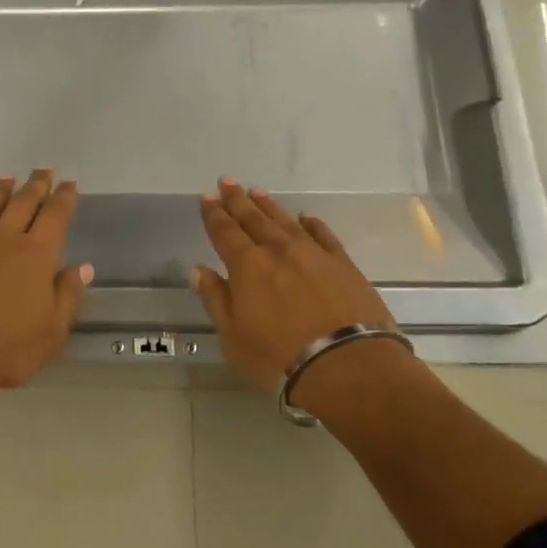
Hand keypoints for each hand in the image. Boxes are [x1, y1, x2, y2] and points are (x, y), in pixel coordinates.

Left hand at [0, 170, 93, 391]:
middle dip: (35, 184)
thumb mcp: (52, 330)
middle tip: (43, 169)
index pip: (55, 216)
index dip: (63, 198)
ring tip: (8, 176)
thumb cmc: (8, 348)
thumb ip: (67, 294)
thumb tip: (83, 267)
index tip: (69, 184)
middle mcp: (4, 240)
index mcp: (36, 255)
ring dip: (0, 190)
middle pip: (23, 203)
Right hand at [192, 179, 395, 393]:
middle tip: (227, 181)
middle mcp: (278, 250)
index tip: (207, 197)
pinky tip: (305, 218)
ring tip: (257, 192)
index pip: (224, 231)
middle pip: (253, 218)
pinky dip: (312, 224)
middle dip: (237, 200)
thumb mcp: (233, 335)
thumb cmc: (278, 357)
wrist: (348, 366)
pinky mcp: (343, 264)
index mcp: (247, 265)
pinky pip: (323, 235)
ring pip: (285, 221)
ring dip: (269, 206)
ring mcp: (313, 254)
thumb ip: (216, 298)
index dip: (213, 214)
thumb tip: (198, 270)